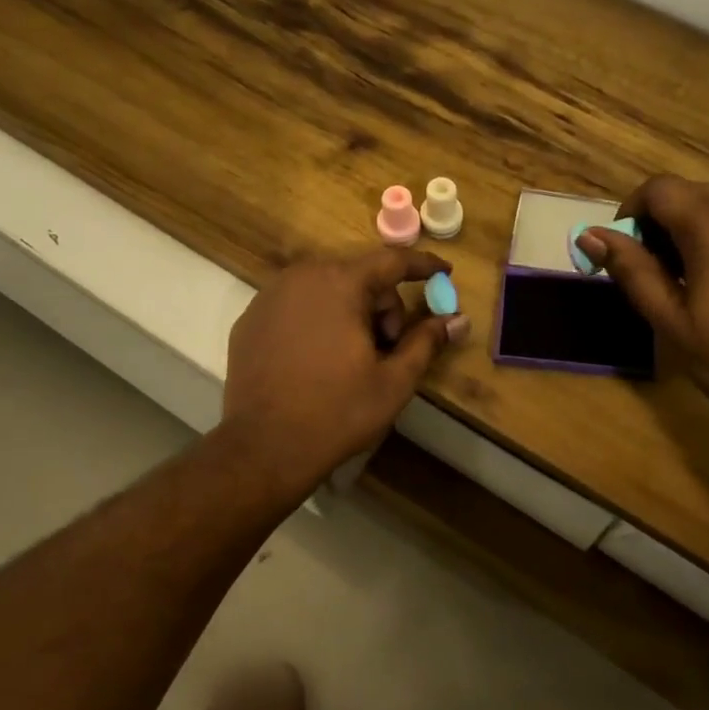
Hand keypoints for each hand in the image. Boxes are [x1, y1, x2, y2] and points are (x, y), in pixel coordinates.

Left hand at [222, 248, 470, 494]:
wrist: (264, 448)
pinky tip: (318, 360)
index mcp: (340, 284)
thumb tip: (459, 320)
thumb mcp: (394, 381)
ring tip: (352, 358)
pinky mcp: (249, 320)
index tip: (445, 272)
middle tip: (387, 348)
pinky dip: (317, 321)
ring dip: (350, 312)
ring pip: (326, 289)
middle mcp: (301, 277)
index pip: (392, 261)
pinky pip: (296, 306)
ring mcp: (268, 297)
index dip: (423, 265)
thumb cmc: (337, 412)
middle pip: (358, 276)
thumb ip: (426, 342)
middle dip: (382, 305)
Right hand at [580, 176, 708, 445]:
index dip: (631, 212)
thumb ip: (633, 272)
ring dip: (701, 233)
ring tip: (701, 286)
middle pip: (693, 195)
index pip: (658, 189)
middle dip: (666, 225)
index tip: (626, 251)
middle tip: (660, 277)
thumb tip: (591, 235)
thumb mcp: (675, 324)